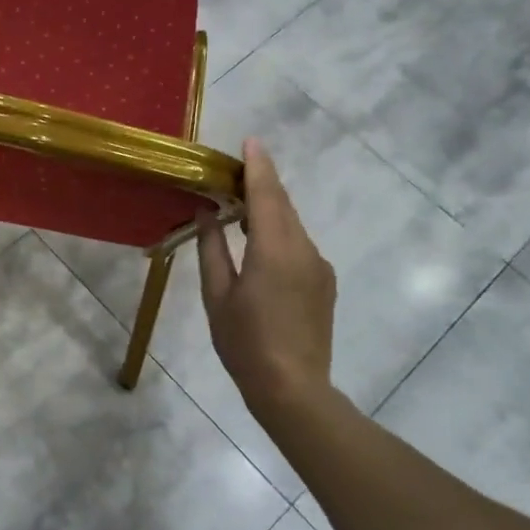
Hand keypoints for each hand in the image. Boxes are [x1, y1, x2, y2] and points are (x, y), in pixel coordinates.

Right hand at [198, 140, 337, 420]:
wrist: (293, 389)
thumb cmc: (244, 343)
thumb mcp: (217, 295)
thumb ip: (212, 249)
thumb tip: (206, 214)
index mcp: (275, 250)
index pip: (267, 195)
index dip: (257, 166)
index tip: (250, 140)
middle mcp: (304, 249)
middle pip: (282, 205)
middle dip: (260, 184)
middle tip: (230, 174)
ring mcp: (318, 266)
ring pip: (291, 224)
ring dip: (267, 209)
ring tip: (237, 207)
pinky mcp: (323, 281)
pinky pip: (298, 244)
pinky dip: (277, 232)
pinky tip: (257, 244)